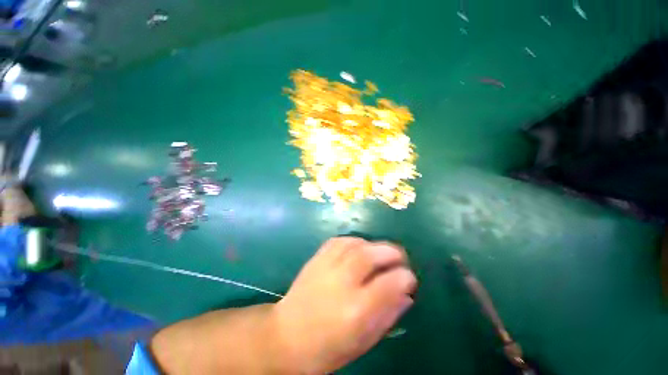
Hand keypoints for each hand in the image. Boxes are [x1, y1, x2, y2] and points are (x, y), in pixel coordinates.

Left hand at [150, 237, 416, 374]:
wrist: (280, 338)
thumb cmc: (323, 350)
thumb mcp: (361, 342)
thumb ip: (386, 312)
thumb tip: (406, 290)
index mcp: (354, 304)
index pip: (393, 278)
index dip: (405, 275)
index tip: (411, 277)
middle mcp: (342, 273)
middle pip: (378, 252)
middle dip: (394, 255)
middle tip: (399, 261)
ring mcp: (328, 257)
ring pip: (361, 240)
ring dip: (375, 247)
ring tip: (379, 256)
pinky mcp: (320, 250)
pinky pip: (345, 239)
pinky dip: (356, 243)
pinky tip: (356, 251)